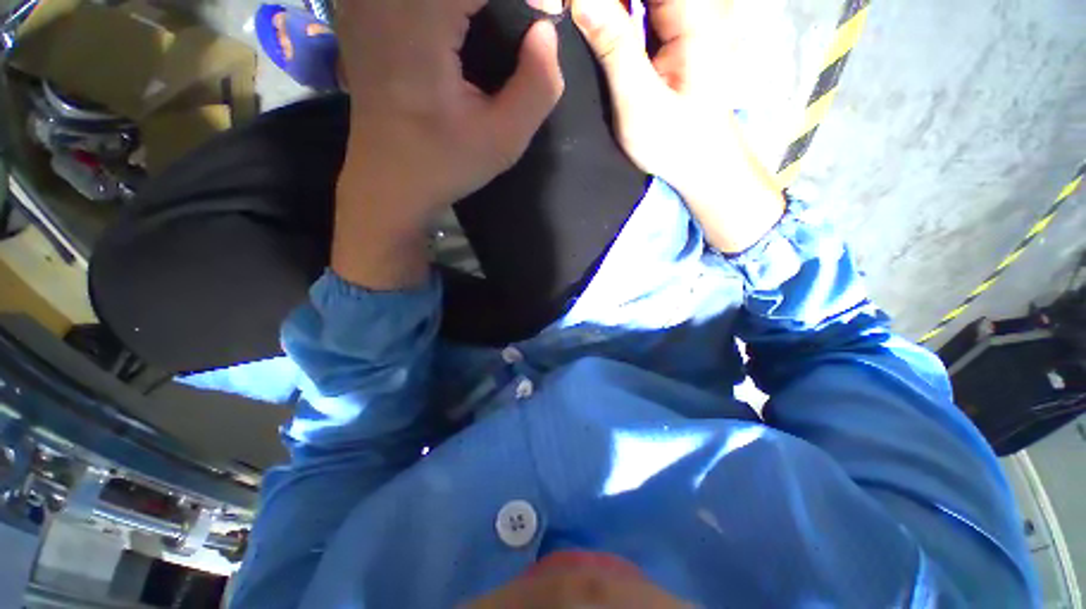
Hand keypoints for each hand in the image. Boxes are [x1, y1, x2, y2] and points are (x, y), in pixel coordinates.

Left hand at [332, 0, 564, 288]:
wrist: (389, 180)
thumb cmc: (446, 164)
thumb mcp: (505, 139)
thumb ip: (539, 85)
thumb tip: (545, 30)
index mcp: (421, 24)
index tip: (536, 23)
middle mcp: (384, 0)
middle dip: (496, 6)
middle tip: (515, 28)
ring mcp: (364, 1)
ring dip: (473, 11)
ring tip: (487, 35)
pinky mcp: (359, 10)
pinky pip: (418, 0)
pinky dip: (448, 14)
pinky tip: (457, 34)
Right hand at [572, 0, 784, 252]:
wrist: (700, 164)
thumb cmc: (675, 142)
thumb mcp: (639, 100)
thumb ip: (613, 48)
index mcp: (693, 14)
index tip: (573, 7)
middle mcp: (690, 9)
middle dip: (603, 3)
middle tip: (569, 15)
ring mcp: (680, 23)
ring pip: (635, 0)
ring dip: (606, 8)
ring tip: (574, 20)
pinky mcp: (668, 40)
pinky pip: (637, 13)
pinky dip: (612, 16)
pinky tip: (592, 28)